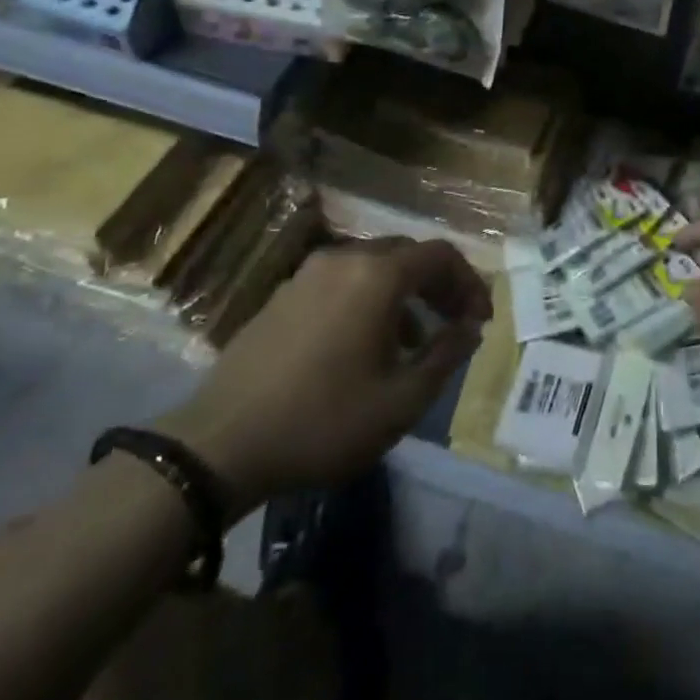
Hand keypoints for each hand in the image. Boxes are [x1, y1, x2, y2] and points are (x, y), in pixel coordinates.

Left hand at [161, 238, 491, 512]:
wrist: (220, 444)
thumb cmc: (323, 420)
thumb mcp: (401, 400)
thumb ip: (446, 355)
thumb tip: (470, 328)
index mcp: (378, 275)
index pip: (441, 255)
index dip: (469, 283)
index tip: (480, 319)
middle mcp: (345, 259)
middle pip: (407, 254)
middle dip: (438, 284)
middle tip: (454, 322)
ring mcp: (308, 274)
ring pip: (373, 267)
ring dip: (403, 293)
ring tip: (414, 341)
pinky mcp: (283, 294)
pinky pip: (342, 281)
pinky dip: (368, 299)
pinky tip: (365, 346)